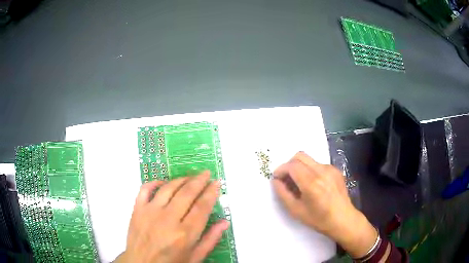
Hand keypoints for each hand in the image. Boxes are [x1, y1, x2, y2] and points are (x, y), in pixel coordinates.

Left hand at [116, 171, 228, 262]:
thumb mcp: (195, 257)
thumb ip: (210, 240)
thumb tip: (224, 222)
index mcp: (185, 234)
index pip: (202, 207)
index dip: (211, 193)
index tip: (216, 183)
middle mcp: (167, 220)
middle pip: (187, 193)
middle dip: (199, 181)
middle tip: (206, 173)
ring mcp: (150, 212)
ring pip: (168, 188)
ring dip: (181, 179)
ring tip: (190, 177)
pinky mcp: (137, 210)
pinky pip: (145, 189)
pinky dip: (155, 182)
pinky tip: (164, 182)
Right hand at [272, 152, 376, 257]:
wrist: (343, 219)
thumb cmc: (319, 219)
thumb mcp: (296, 210)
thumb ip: (283, 193)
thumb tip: (276, 181)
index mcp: (311, 183)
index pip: (292, 166)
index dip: (281, 170)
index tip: (277, 178)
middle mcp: (322, 171)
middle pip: (300, 156)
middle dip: (289, 165)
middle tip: (286, 178)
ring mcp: (330, 169)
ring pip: (309, 159)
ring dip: (300, 167)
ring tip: (300, 183)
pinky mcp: (336, 170)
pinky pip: (318, 164)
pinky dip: (310, 170)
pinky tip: (313, 184)